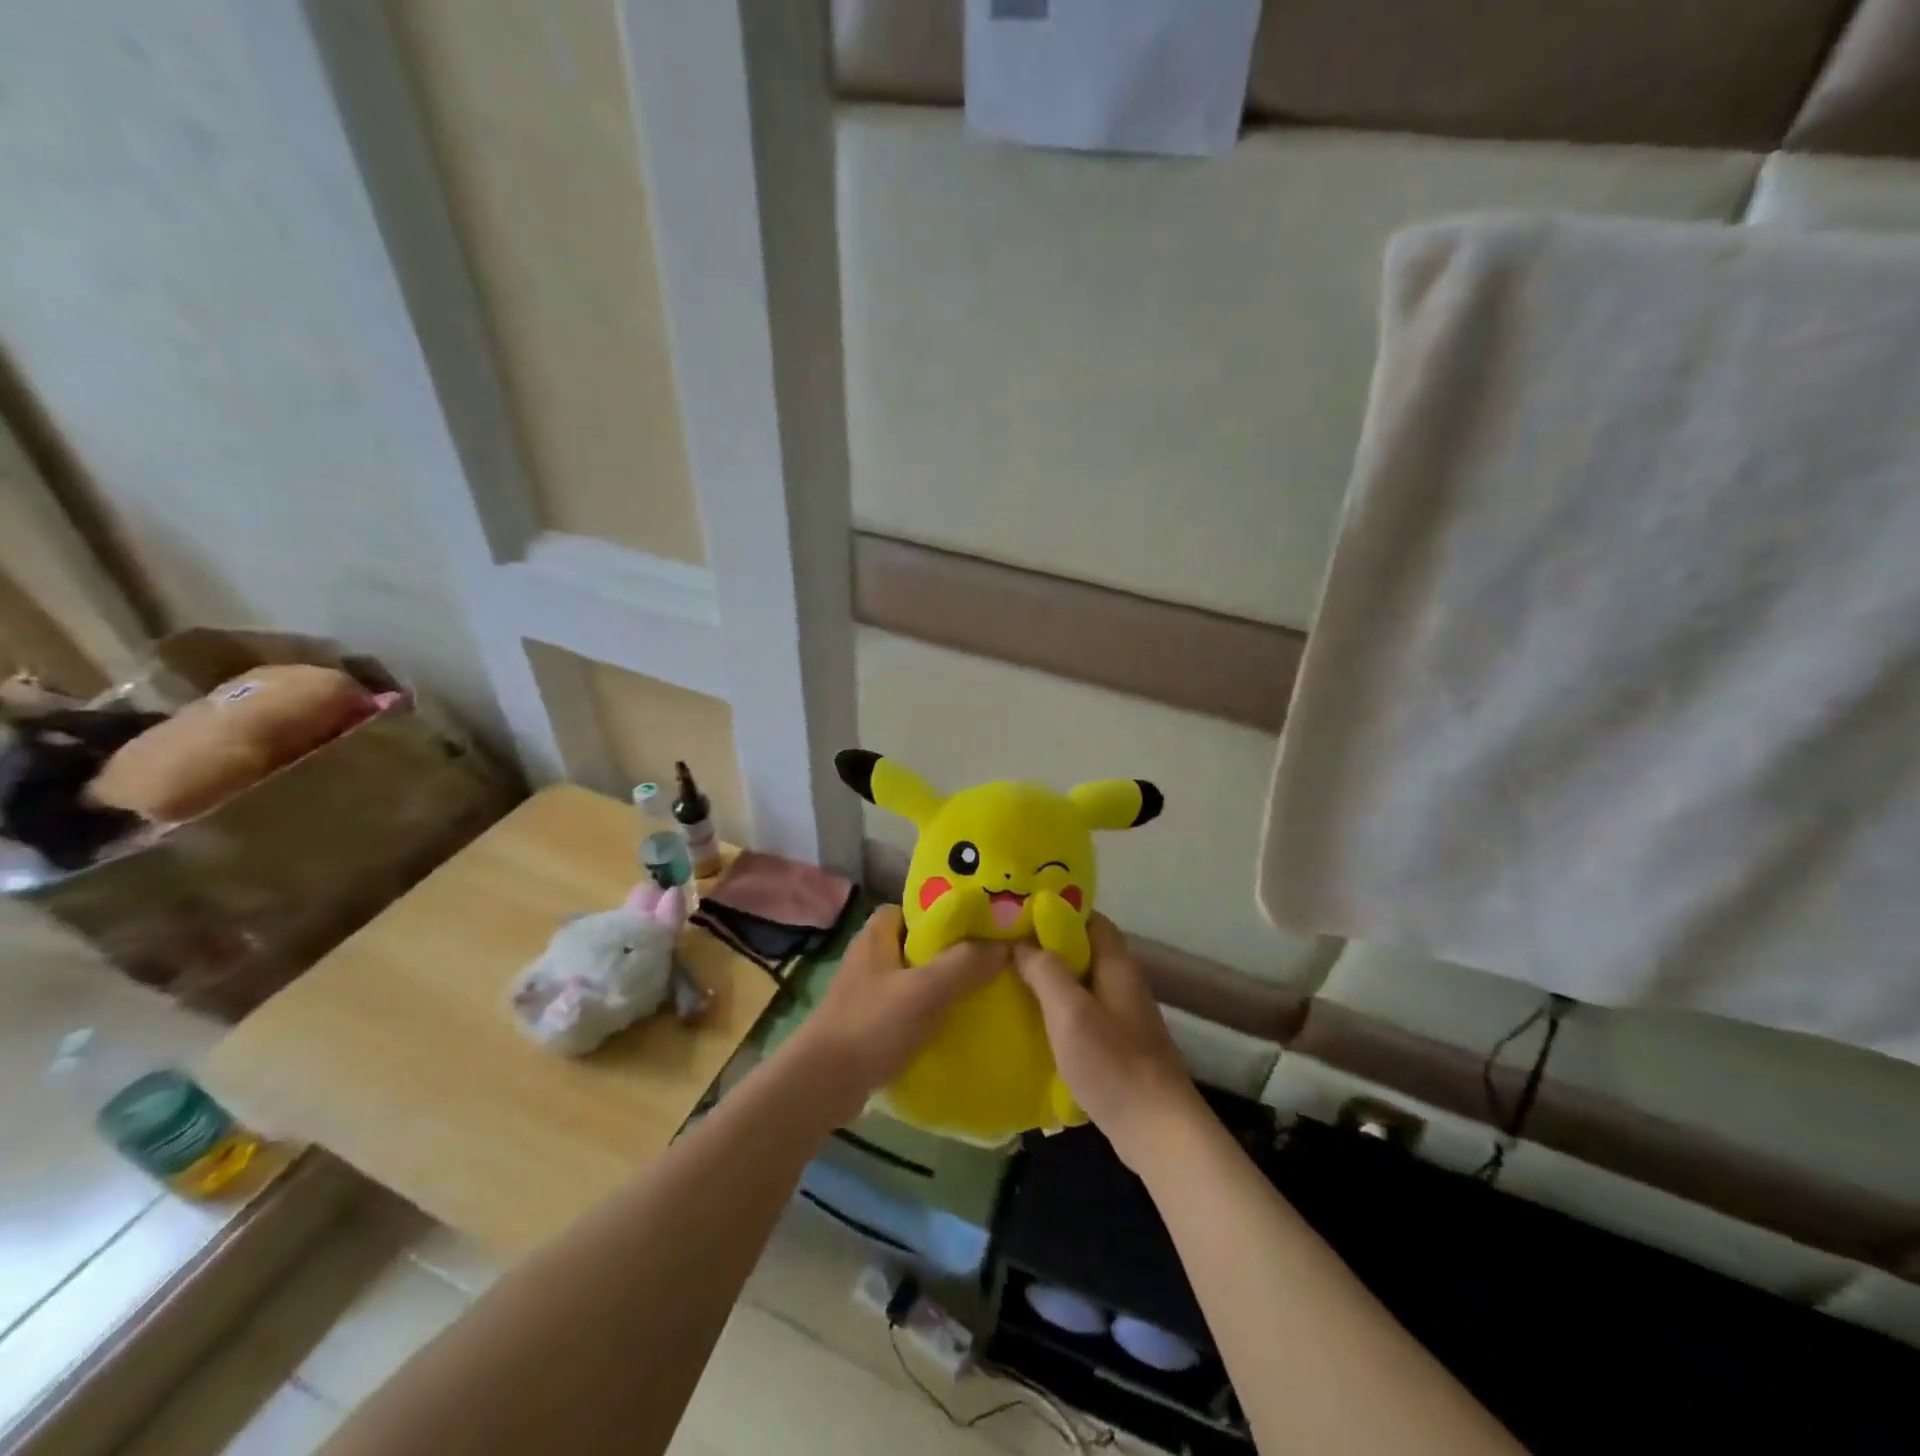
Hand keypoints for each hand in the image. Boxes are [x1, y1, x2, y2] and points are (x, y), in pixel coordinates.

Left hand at [790, 906, 1005, 1123]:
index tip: (978, 922)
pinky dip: (930, 1012)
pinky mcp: (870, 1023)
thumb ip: (965, 963)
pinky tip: (956, 1023)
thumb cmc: (872, 1024)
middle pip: (917, 942)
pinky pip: (908, 1007)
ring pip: (914, 976)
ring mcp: (868, 991)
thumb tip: (1005, 945)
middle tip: (988, 957)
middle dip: (950, 949)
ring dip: (942, 983)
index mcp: (876, 934)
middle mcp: (870, 956)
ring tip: (981, 990)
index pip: (913, 907)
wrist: (823, 1084)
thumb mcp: (926, 989)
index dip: (943, 911)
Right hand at [1015, 915, 1202, 1171]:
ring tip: (1012, 983)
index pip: (1090, 919)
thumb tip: (1022, 943)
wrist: (1158, 1130)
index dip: (1057, 913)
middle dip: (1048, 948)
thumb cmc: (1112, 1062)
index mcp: (1117, 965)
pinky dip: (1061, 1012)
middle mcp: (1124, 983)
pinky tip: (1035, 1025)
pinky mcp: (1120, 1047)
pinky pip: (1085, 1015)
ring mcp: (1124, 1017)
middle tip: (1007, 950)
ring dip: (1052, 982)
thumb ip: (1045, 971)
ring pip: (1082, 984)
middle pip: (1085, 951)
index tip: (1020, 915)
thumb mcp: (1069, 1011)